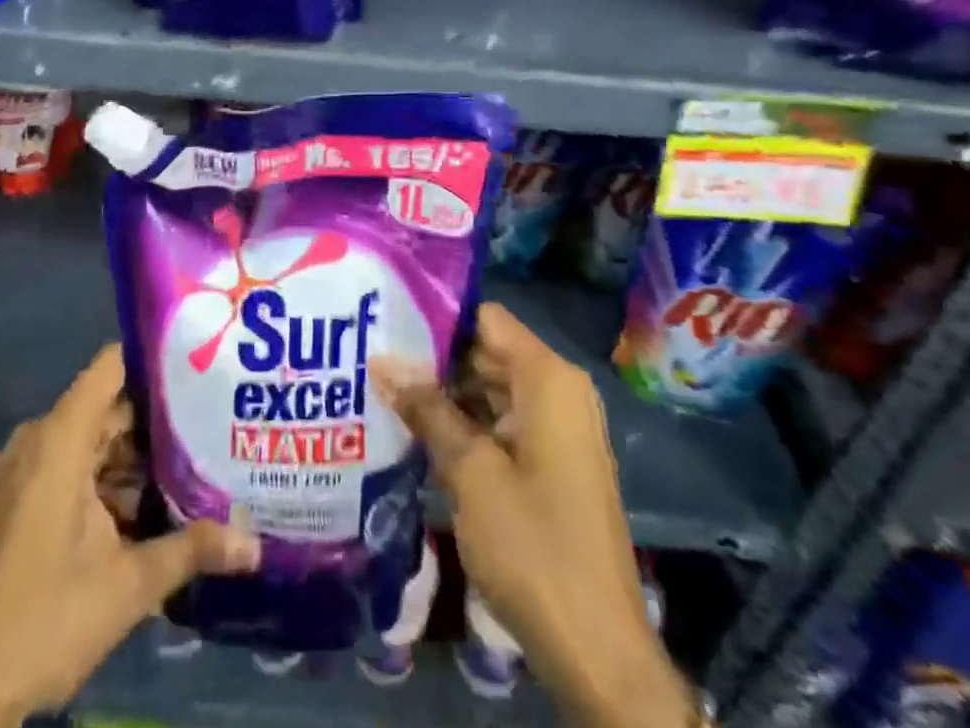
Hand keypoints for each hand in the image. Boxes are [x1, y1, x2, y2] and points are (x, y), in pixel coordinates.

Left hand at [0, 346, 259, 727]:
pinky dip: (110, 479)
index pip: (113, 366)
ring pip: (95, 440)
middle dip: (161, 416)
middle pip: (110, 406)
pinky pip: (75, 466)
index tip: (202, 362)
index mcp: (60, 437)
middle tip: (216, 418)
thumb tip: (256, 545)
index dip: (156, 359)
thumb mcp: (128, 586)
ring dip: (138, 456)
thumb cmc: (43, 621)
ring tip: (199, 458)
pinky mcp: (22, 498)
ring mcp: (27, 469)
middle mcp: (41, 439)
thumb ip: (193, 550)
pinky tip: (154, 501)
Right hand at [373, 304, 691, 727]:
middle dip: (432, 358)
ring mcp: (557, 429)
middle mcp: (558, 392)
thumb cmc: (533, 547)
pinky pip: (501, 423)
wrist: (598, 652)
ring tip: (380, 387)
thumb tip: (380, 360)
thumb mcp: (470, 472)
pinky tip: (415, 431)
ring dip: (443, 395)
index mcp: (548, 379)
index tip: (386, 320)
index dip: (437, 316)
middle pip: (486, 352)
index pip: (485, 318)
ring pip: (490, 389)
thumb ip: (426, 409)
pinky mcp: (550, 462)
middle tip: (371, 355)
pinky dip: (464, 425)